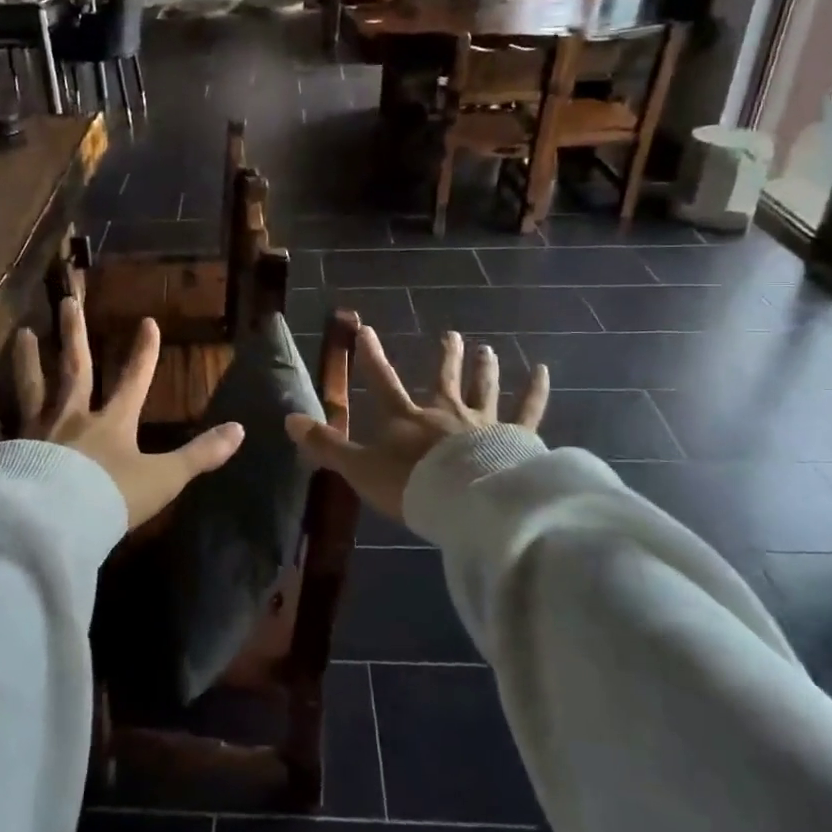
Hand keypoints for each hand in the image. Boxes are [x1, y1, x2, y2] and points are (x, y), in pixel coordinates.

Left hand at [0, 297, 244, 531]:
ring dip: (26, 360)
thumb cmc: (111, 500)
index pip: (134, 379)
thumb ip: (201, 454)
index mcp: (112, 423)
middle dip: (75, 335)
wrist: (57, 524)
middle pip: (75, 369)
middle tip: (66, 301)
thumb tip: (241, 430)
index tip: (147, 322)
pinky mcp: (6, 451)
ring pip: (31, 388)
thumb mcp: (164, 479)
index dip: (143, 352)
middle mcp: (72, 417)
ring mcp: (35, 431)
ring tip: (20, 334)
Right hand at [285, 327, 548, 520]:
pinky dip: (535, 391)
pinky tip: (543, 371)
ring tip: (487, 349)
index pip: (383, 381)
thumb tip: (288, 420)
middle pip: (444, 379)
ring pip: (484, 388)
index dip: (372, 357)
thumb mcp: (359, 468)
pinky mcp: (514, 438)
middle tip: (452, 335)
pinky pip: (528, 411)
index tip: (366, 330)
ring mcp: (482, 422)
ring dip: (484, 368)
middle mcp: (444, 412)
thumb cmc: (410, 485)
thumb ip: (326, 445)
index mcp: (406, 418)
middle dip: (446, 357)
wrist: (466, 501)